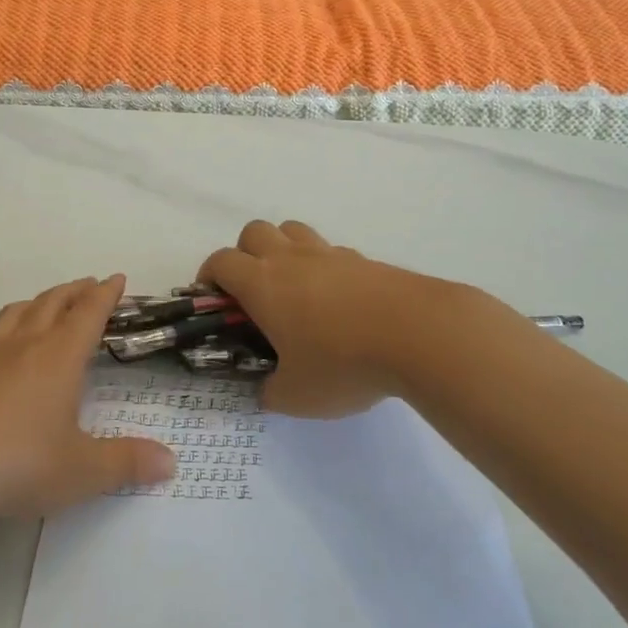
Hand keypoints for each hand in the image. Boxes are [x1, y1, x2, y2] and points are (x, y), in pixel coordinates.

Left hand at [0, 276, 176, 517]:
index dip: (105, 294)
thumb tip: (171, 462)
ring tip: (43, 304)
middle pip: (52, 303)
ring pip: (13, 313)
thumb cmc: (17, 463)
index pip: (88, 313)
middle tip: (87, 285)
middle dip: (73, 291)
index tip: (116, 277)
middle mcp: (23, 345)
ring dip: (34, 303)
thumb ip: (126, 463)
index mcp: (59, 357)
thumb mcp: (81, 471)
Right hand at [198, 220, 478, 418]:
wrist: (418, 333)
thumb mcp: (297, 396)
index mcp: (262, 283)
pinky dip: (322, 265)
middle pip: (254, 231)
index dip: (209, 275)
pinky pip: (329, 251)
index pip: (221, 261)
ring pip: (292, 230)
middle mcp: (290, 259)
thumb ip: (271, 392)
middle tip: (253, 292)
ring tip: (292, 287)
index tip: (213, 299)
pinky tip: (337, 300)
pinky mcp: (363, 259)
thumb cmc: (343, 363)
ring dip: (282, 249)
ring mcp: (329, 254)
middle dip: (244, 254)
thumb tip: (266, 390)